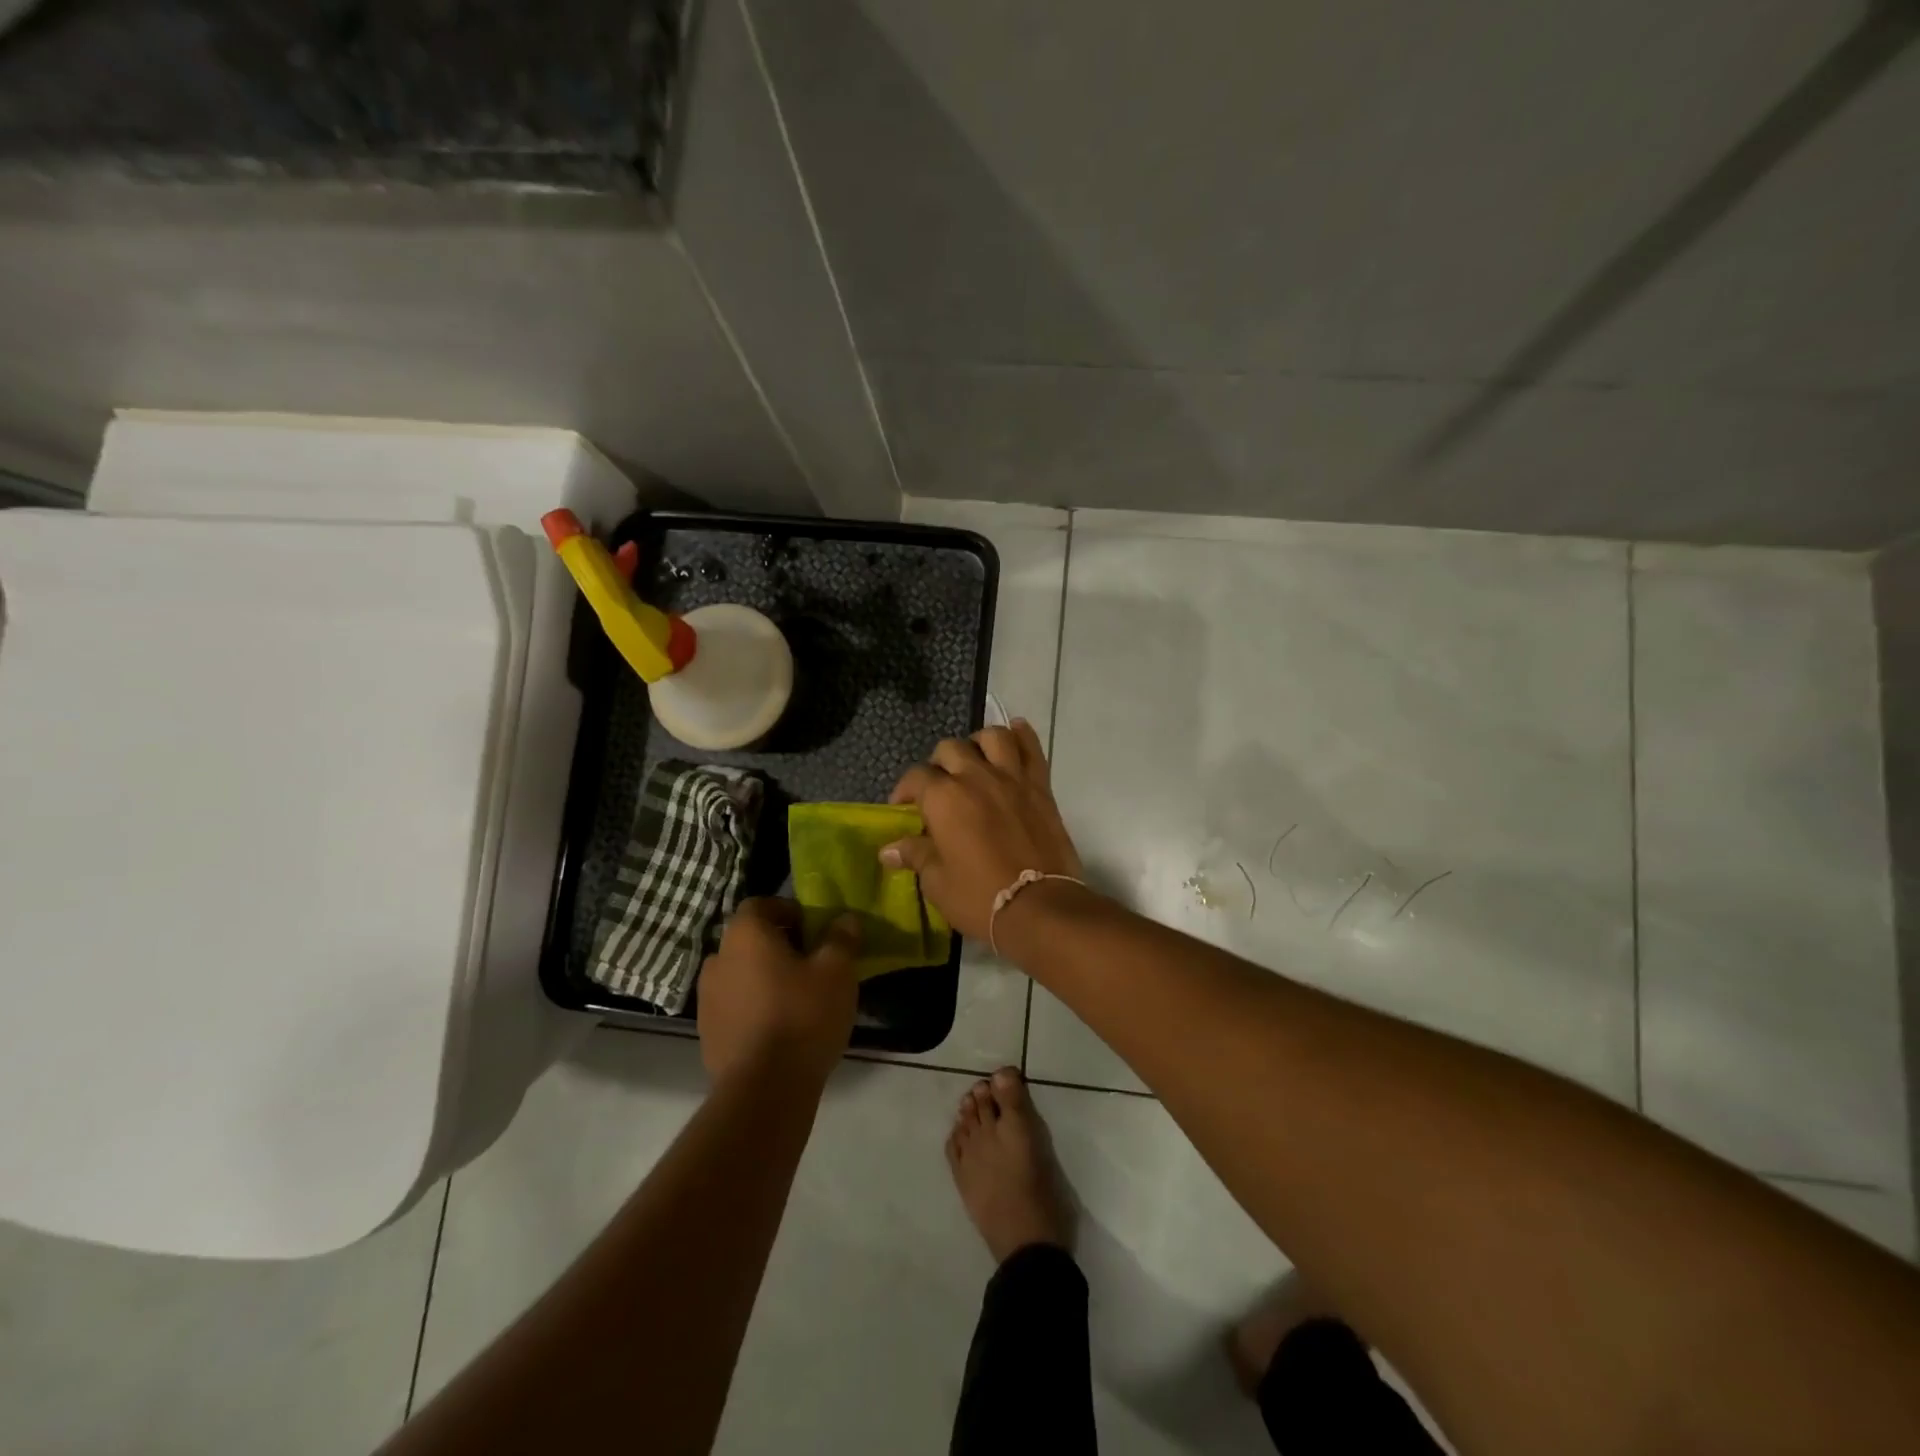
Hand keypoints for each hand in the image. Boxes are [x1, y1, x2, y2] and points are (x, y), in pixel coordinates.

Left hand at [698, 899, 860, 1083]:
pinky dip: (753, 1007)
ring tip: (796, 998)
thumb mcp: (837, 971)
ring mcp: (707, 998)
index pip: (760, 904)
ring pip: (741, 973)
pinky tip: (779, 1028)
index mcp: (745, 935)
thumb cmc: (803, 1015)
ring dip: (764, 977)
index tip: (813, 930)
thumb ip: (841, 938)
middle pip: (750, 939)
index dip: (788, 910)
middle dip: (778, 945)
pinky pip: (734, 1006)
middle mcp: (718, 958)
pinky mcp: (707, 1032)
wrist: (764, 1089)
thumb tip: (845, 919)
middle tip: (811, 963)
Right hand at [882, 720, 1083, 941]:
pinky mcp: (1040, 786)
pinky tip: (1014, 732)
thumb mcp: (937, 881)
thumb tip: (888, 850)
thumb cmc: (979, 897)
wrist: (1038, 906)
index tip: (904, 808)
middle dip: (938, 764)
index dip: (904, 790)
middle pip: (950, 749)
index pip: (915, 777)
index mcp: (943, 797)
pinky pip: (1032, 748)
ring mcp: (1011, 777)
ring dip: (978, 743)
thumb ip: (915, 855)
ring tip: (975, 761)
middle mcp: (975, 776)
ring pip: (992, 737)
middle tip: (939, 787)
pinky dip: (1022, 735)